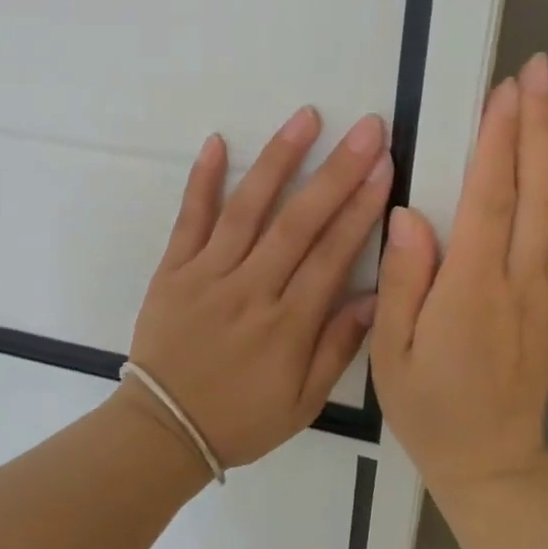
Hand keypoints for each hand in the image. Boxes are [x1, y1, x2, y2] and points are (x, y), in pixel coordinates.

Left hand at [127, 106, 393, 468]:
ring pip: (247, 209)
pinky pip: (189, 219)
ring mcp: (207, 274)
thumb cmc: (241, 418)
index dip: (361, 208)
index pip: (332, 255)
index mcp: (288, 325)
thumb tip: (376, 295)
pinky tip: (217, 142)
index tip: (384, 166)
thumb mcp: (303, 402)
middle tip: (367, 129)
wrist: (163, 429)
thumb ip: (339, 347)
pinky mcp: (172, 269)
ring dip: (278, 160)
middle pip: (299, 223)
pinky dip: (202, 180)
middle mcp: (250, 290)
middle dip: (336, 172)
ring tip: (306, 118)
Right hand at [372, 53, 547, 497]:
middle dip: (538, 125)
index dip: (500, 141)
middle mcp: (522, 281)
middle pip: (540, 191)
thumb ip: (402, 281)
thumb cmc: (429, 405)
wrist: (491, 460)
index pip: (493, 200)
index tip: (503, 92)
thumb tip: (409, 213)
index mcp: (474, 292)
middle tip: (537, 71)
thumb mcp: (390, 351)